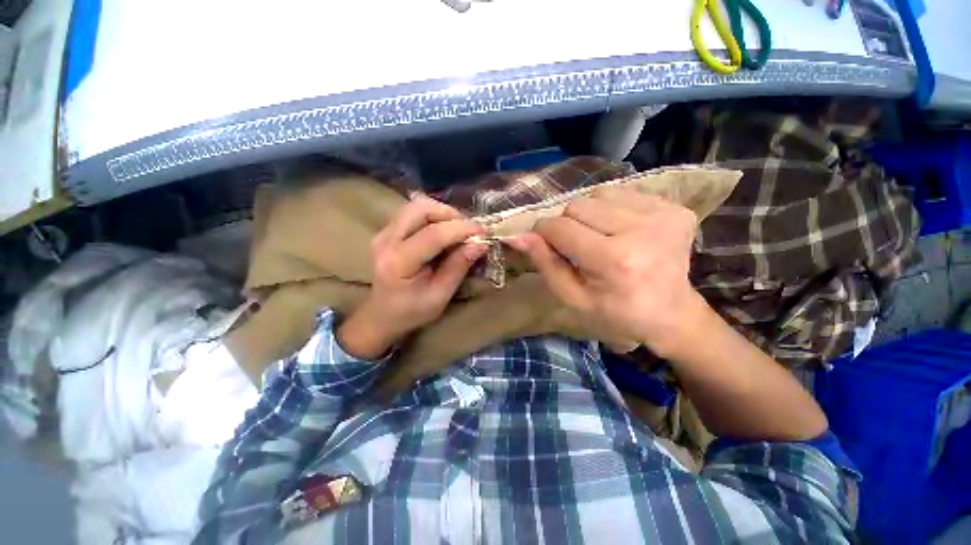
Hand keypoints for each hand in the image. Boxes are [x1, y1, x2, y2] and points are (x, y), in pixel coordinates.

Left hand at [338, 194, 487, 358]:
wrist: (380, 316)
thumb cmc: (411, 312)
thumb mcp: (440, 296)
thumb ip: (458, 267)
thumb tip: (480, 243)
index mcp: (398, 262)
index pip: (433, 234)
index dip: (461, 229)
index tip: (483, 232)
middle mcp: (386, 240)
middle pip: (421, 208)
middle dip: (450, 214)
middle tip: (468, 230)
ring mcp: (383, 233)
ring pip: (417, 206)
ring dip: (443, 213)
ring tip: (458, 231)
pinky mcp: (386, 231)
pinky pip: (413, 213)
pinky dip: (434, 217)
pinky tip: (444, 232)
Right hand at [507, 188, 705, 357]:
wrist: (671, 315)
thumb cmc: (615, 314)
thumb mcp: (572, 298)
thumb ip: (545, 263)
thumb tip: (518, 235)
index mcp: (614, 260)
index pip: (559, 227)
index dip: (544, 234)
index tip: (547, 246)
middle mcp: (641, 230)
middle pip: (577, 205)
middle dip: (567, 225)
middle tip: (578, 248)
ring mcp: (664, 214)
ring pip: (598, 194)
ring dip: (589, 215)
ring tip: (601, 239)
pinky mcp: (676, 208)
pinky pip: (623, 194)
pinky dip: (611, 210)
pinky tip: (621, 231)